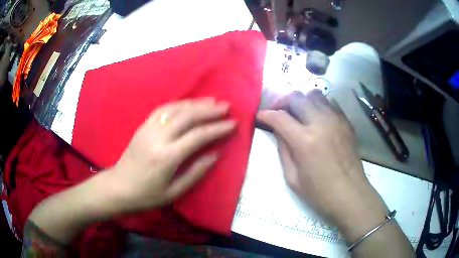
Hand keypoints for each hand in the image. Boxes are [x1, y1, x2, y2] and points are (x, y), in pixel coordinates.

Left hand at [109, 98, 235, 211]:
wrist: (118, 187)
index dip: (217, 128)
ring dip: (195, 103)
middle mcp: (158, 138)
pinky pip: (163, 109)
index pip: (198, 136)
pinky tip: (188, 103)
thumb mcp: (174, 192)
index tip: (232, 124)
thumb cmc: (146, 195)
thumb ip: (196, 172)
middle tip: (226, 106)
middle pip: (188, 117)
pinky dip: (178, 103)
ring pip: (175, 109)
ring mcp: (148, 129)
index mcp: (167, 157)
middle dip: (209, 110)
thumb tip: (215, 154)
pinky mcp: (143, 126)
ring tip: (212, 101)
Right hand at [257, 90, 387, 242]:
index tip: (261, 116)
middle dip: (282, 101)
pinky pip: (330, 103)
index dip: (266, 114)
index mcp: (305, 141)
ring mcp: (336, 120)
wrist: (350, 194)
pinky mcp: (346, 122)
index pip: (280, 117)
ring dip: (302, 100)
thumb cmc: (319, 192)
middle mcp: (321, 123)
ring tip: (297, 112)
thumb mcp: (293, 178)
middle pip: (297, 97)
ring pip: (314, 94)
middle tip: (278, 112)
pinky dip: (318, 105)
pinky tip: (316, 118)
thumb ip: (283, 150)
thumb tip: (278, 131)